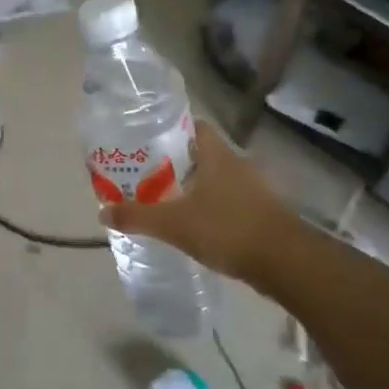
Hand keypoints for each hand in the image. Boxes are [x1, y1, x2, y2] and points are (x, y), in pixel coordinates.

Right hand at [100, 120, 296, 287]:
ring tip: (161, 199)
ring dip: (190, 187)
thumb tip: (102, 211)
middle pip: (200, 154)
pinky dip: (207, 207)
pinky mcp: (259, 212)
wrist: (286, 262)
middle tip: (143, 174)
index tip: (144, 141)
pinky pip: (225, 201)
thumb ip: (137, 216)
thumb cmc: (228, 229)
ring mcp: (251, 189)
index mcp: (216, 155)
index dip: (169, 129)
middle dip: (173, 162)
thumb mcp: (174, 224)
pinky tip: (190, 224)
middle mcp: (235, 164)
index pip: (192, 126)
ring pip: (213, 179)